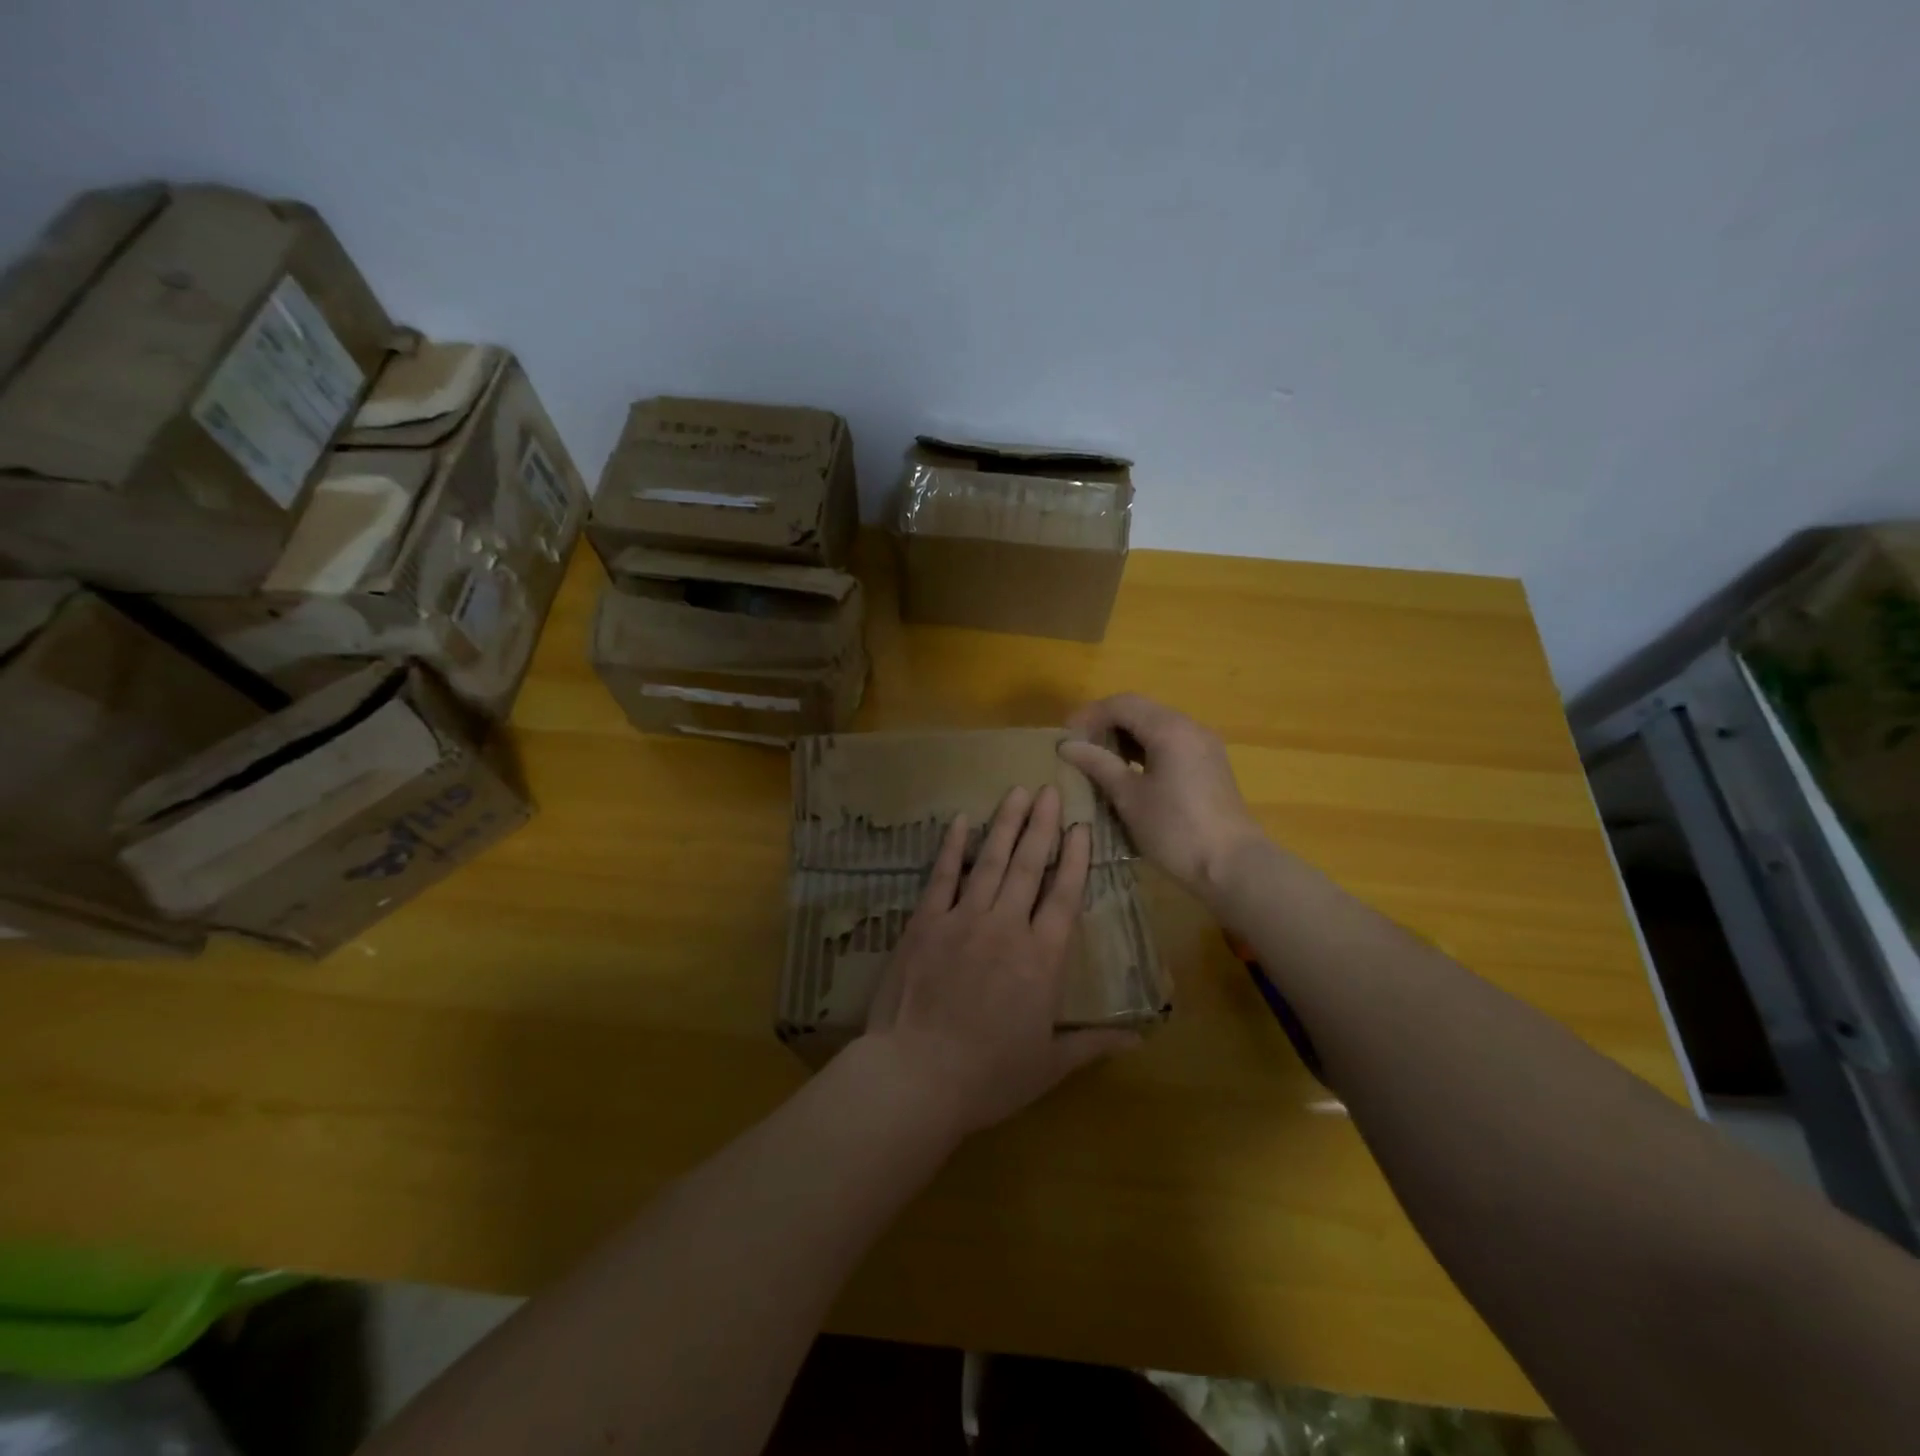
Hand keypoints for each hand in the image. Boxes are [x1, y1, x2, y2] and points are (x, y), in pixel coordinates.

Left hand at [863, 784, 1137, 1138]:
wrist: (917, 1074)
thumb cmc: (989, 1075)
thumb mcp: (1049, 1066)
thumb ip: (1094, 1044)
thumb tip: (1141, 1037)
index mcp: (1042, 958)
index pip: (1064, 895)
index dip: (1075, 858)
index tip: (1081, 826)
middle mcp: (1006, 927)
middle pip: (1030, 866)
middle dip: (1042, 825)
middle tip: (1050, 790)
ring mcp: (963, 919)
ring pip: (991, 862)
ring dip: (1005, 824)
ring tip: (1017, 792)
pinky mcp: (925, 922)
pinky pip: (942, 876)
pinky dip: (953, 847)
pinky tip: (960, 821)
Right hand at [1059, 693, 1266, 902]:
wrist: (1232, 866)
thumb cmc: (1175, 830)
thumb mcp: (1129, 797)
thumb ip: (1098, 764)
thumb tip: (1066, 745)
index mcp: (1170, 729)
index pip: (1121, 704)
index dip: (1089, 716)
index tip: (1066, 739)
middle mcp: (1190, 727)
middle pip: (1140, 710)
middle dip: (1105, 724)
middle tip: (1079, 748)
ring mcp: (1203, 745)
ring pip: (1156, 726)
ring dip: (1125, 737)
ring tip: (1098, 761)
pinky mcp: (1209, 764)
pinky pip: (1170, 742)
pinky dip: (1144, 749)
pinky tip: (1128, 773)